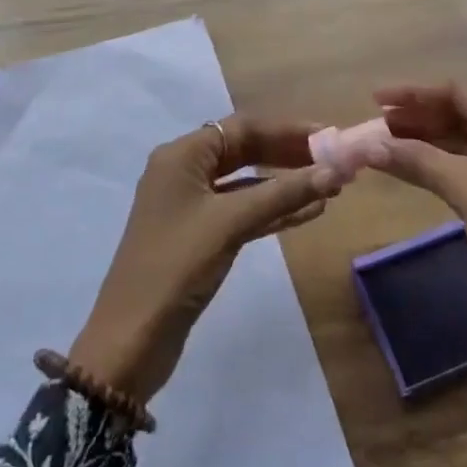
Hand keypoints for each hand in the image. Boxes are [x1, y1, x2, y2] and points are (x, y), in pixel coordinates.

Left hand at [69, 117, 343, 405]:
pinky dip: (272, 210)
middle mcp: (184, 171)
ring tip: (330, 186)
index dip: (287, 130)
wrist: (132, 338)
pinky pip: (242, 211)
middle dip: (289, 155)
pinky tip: (309, 213)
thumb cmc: (177, 265)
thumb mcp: (230, 223)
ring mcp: (191, 205)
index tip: (328, 136)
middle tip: (334, 161)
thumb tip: (334, 172)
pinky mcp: (199, 236)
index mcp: (182, 155)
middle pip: (244, 150)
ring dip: (285, 184)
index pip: (242, 127)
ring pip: (246, 182)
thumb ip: (282, 195)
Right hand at [375, 82, 466, 397]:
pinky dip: (453, 167)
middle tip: (377, 126)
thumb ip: (417, 159)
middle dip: (421, 121)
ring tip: (389, 145)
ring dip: (434, 145)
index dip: (413, 95)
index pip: (461, 94)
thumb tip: (370, 145)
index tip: (375, 99)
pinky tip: (421, 168)